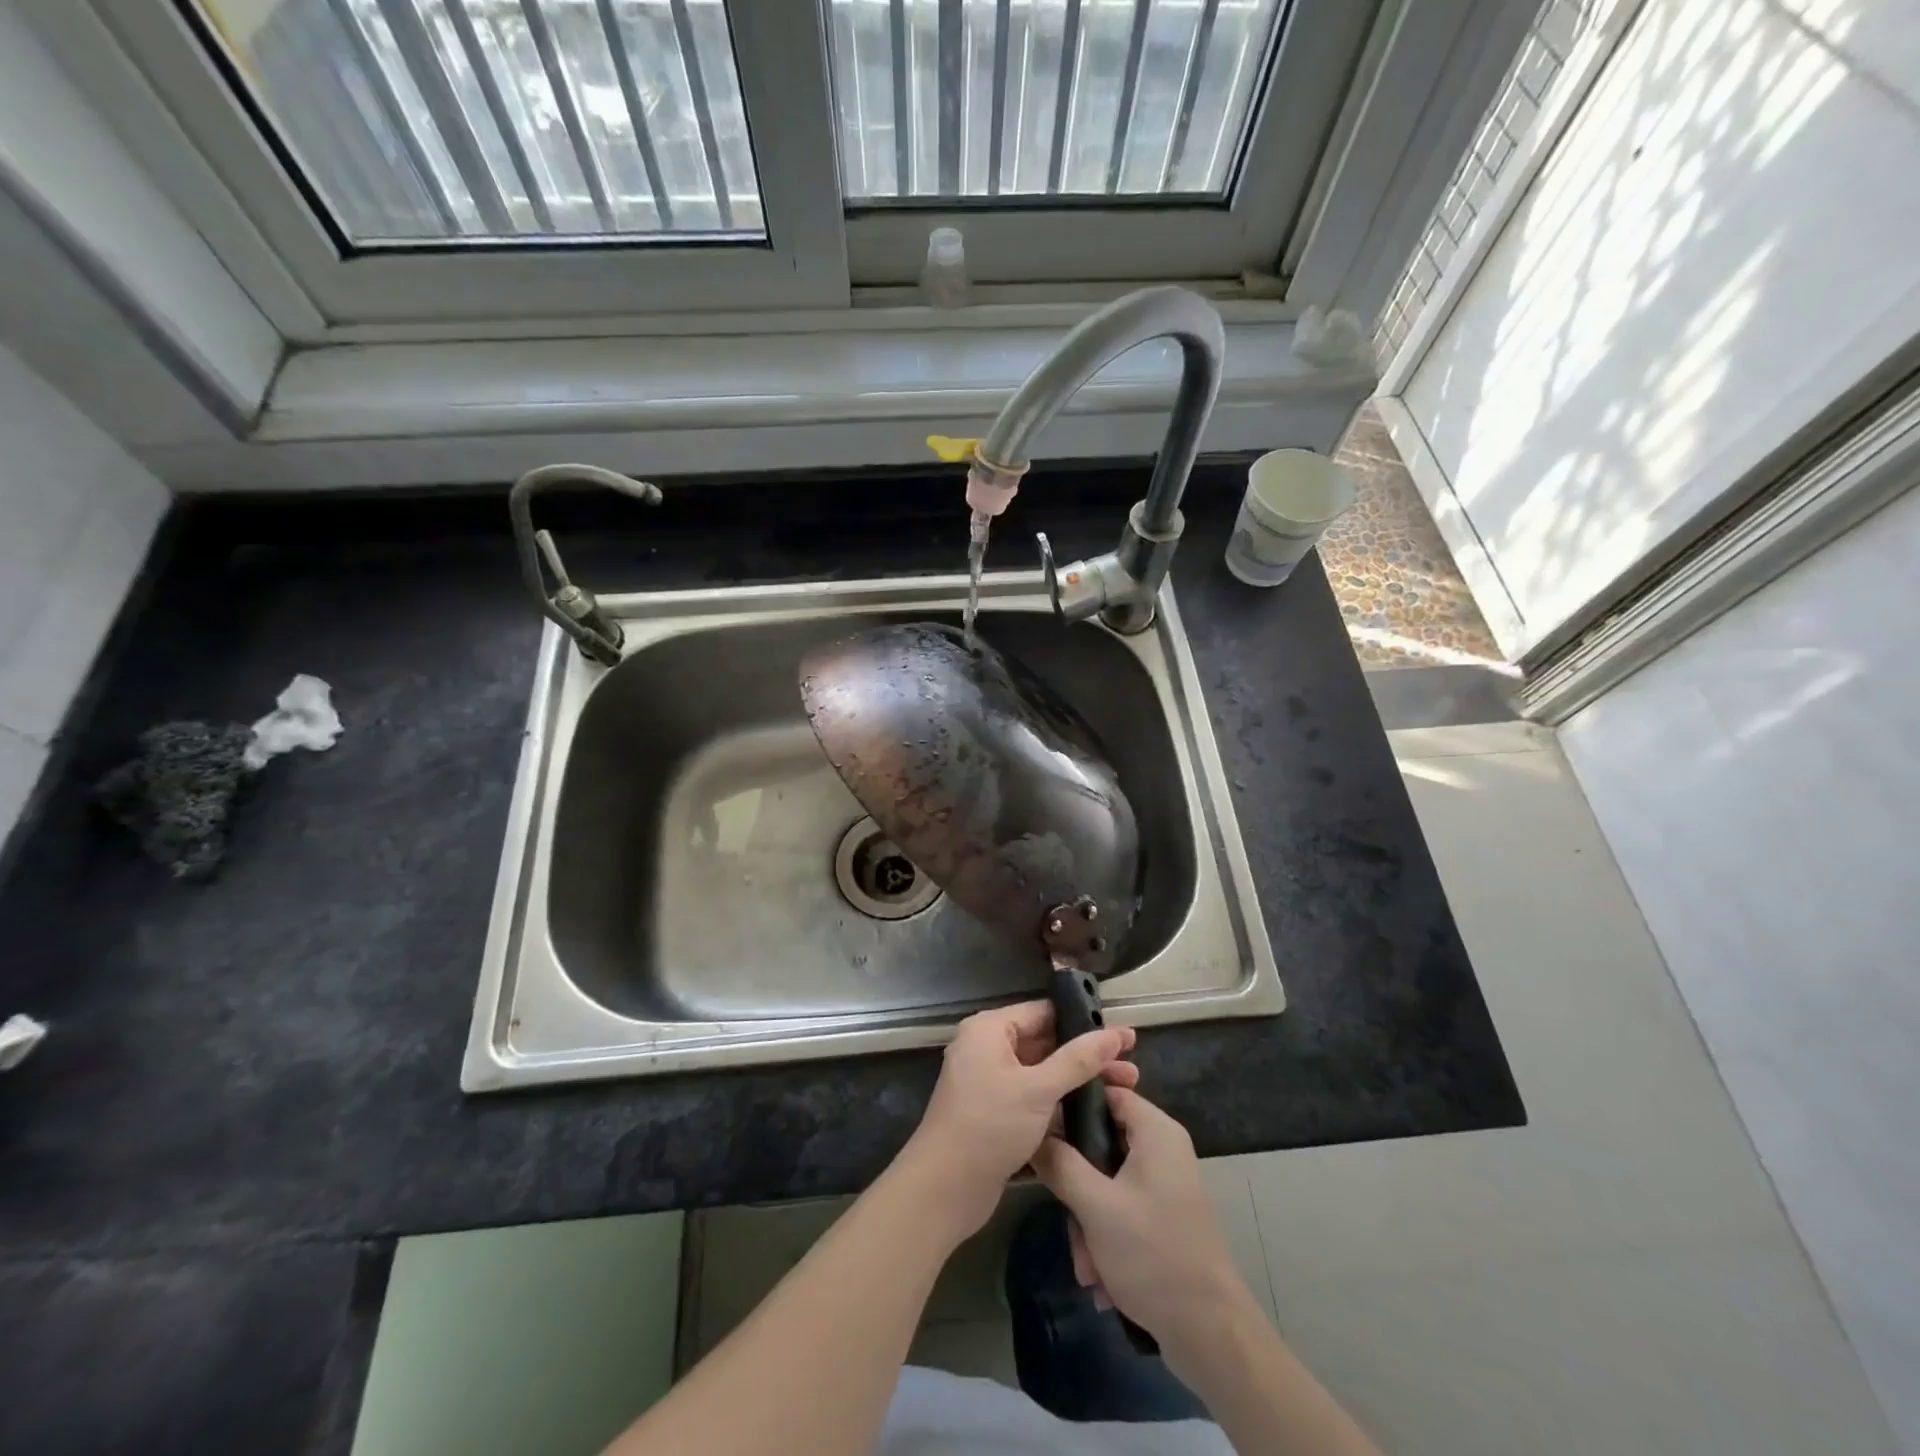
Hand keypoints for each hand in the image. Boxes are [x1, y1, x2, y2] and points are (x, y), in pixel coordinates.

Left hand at [896, 1000, 1136, 1242]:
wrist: (944, 1189)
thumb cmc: (988, 1125)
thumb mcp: (1037, 1089)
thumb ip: (1078, 1060)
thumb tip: (1114, 1033)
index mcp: (989, 1030)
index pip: (1043, 1012)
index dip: (1083, 1021)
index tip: (1122, 1034)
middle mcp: (988, 1050)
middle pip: (1046, 1043)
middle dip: (1087, 1056)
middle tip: (1131, 1067)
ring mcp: (991, 1084)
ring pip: (1043, 1074)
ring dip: (1079, 1082)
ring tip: (1126, 1090)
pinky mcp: (997, 1115)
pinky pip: (1035, 1099)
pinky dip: (1062, 1104)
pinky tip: (1097, 1114)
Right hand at [1030, 1086, 1255, 1361]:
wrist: (1209, 1334)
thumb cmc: (1153, 1254)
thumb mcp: (1096, 1206)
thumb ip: (1060, 1163)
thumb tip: (1032, 1133)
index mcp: (1155, 1131)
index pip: (1106, 1091)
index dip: (1071, 1105)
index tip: (1040, 1127)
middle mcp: (1162, 1148)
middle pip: (1101, 1141)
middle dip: (1077, 1184)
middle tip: (1065, 1214)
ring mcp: (1163, 1183)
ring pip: (1106, 1181)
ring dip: (1088, 1221)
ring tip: (1087, 1266)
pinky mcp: (1162, 1215)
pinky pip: (1121, 1208)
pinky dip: (1105, 1237)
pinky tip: (1099, 1277)